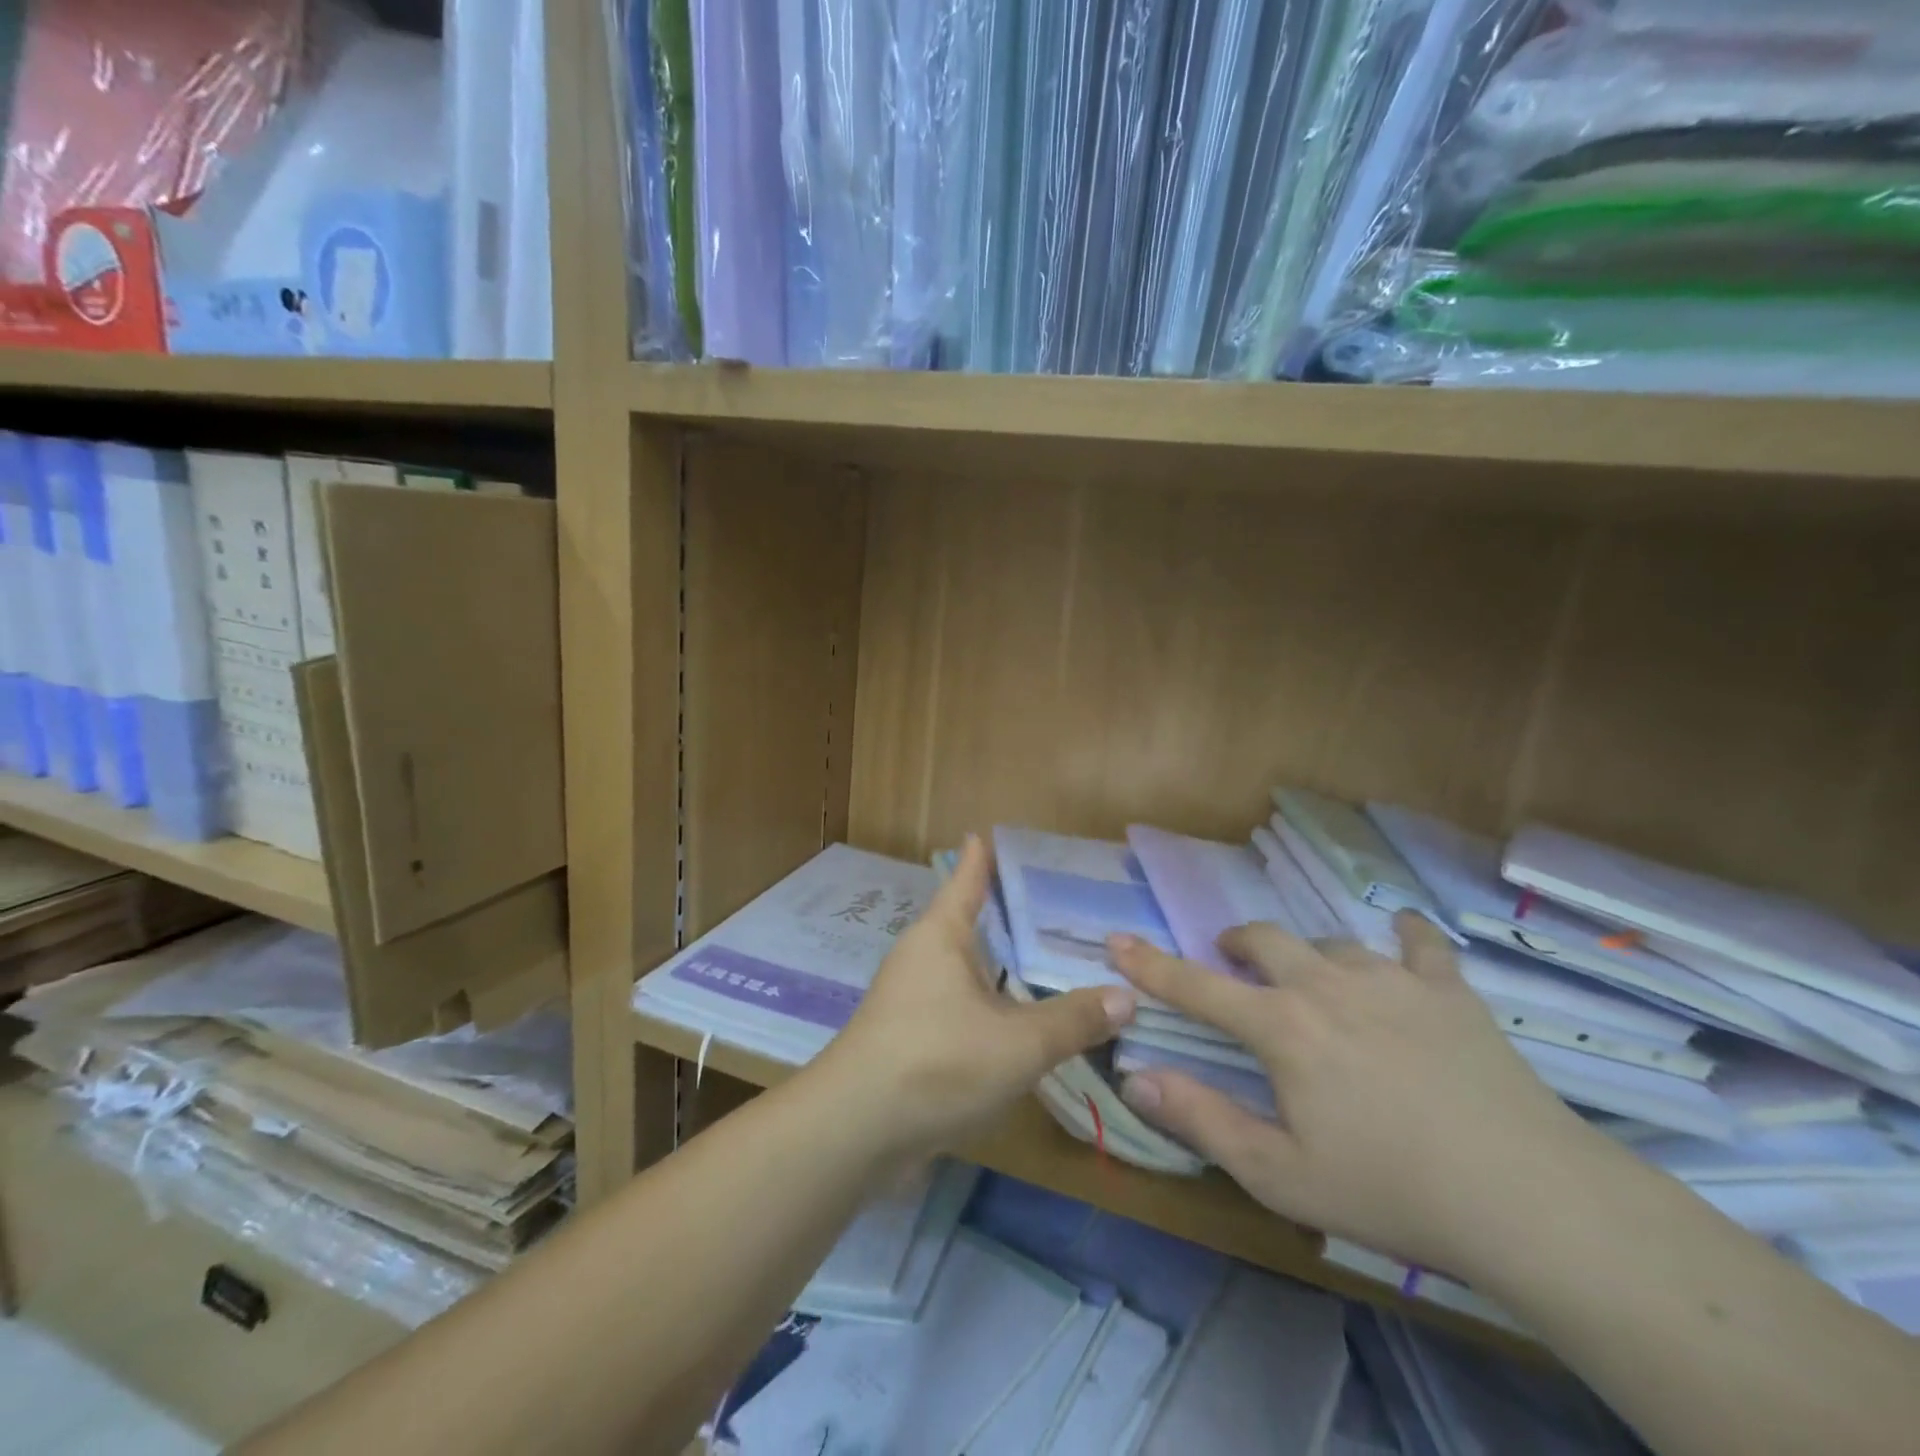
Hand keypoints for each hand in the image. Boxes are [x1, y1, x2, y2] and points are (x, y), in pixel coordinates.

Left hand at [816, 836, 1136, 1158]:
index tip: (991, 833)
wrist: (855, 1130)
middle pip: (967, 923)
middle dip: (1004, 915)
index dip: (982, 857)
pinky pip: (958, 1005)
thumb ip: (1073, 1020)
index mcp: (942, 935)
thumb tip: (1128, 996)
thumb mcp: (1019, 1043)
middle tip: (1053, 905)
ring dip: (998, 965)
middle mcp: (922, 956)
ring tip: (1043, 960)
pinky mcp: (908, 1037)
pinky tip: (1015, 1019)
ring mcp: (910, 998)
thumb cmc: (937, 1062)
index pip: (967, 880)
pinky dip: (988, 1004)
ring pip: (964, 969)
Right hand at [1109, 914, 1586, 1275]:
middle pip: (1264, 939)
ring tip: (1314, 980)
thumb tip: (1134, 1076)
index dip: (1150, 964)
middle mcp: (1326, 985)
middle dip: (1237, 946)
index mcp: (1281, 1027)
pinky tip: (1402, 939)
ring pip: (1330, 941)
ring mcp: (1391, 980)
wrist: (1529, 1197)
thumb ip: (1200, 1118)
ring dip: (1308, 954)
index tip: (1117, 938)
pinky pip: (1420, 942)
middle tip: (1234, 966)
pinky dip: (1403, 936)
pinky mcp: (1448, 990)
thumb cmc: (1390, 1190)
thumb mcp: (1278, 1174)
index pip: (1195, 985)